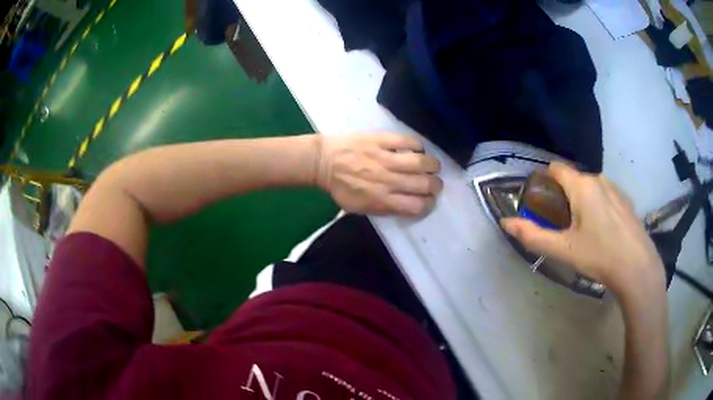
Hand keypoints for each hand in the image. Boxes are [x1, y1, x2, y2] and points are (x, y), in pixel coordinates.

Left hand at [315, 133, 441, 215]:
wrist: (322, 162)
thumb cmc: (340, 187)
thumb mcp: (359, 208)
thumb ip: (384, 208)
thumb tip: (407, 204)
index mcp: (381, 200)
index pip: (417, 206)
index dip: (428, 204)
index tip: (428, 200)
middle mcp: (388, 180)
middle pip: (424, 185)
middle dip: (435, 186)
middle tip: (433, 183)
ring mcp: (385, 158)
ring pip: (421, 162)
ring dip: (432, 165)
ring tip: (432, 166)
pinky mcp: (381, 140)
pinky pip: (409, 141)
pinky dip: (417, 146)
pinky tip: (416, 149)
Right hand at [501, 162, 664, 294]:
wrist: (637, 267)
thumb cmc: (599, 256)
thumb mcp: (563, 250)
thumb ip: (532, 236)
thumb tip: (506, 223)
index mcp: (582, 185)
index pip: (556, 168)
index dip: (544, 181)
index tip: (541, 202)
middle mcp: (598, 179)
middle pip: (573, 178)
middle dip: (563, 195)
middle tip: (561, 224)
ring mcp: (615, 188)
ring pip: (590, 187)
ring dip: (581, 200)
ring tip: (582, 229)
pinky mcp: (625, 200)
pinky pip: (605, 194)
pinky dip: (597, 205)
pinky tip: (602, 231)